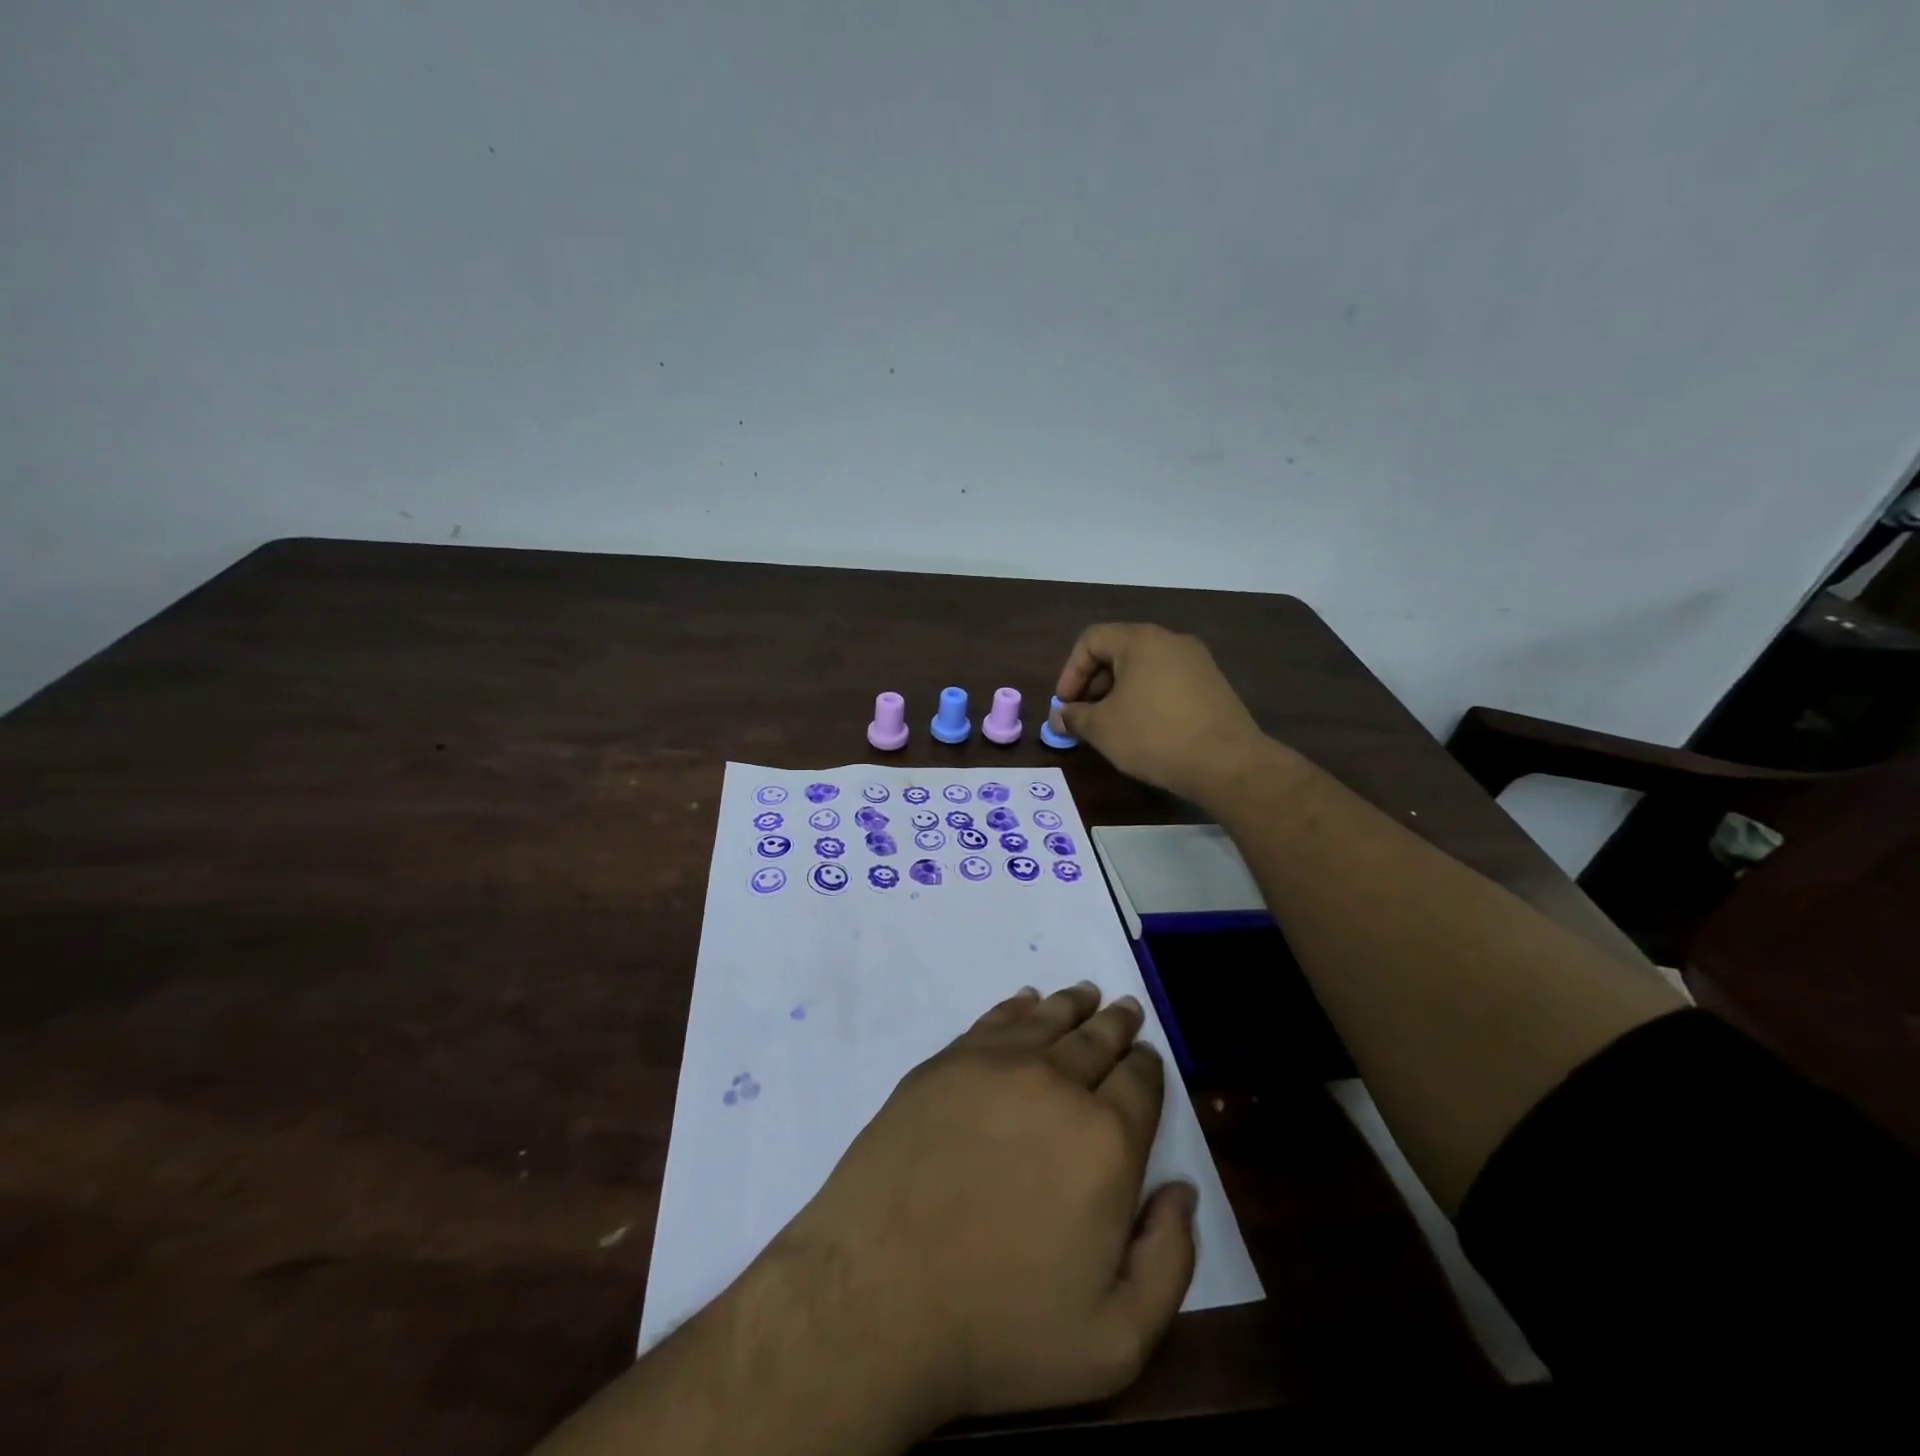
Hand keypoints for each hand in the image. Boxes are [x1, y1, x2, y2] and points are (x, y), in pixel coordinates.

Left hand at [767, 983, 1196, 1425]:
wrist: (877, 1294)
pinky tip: (1026, 1002)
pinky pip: (995, 1020)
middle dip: (1117, 1024)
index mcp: (1106, 1140)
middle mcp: (1056, 1084)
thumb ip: (1169, 1262)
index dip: (1147, 1066)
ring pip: (1048, 1019)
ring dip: (1073, 1005)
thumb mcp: (1114, 1340)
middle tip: (1126, 1008)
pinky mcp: (945, 1062)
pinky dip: (1019, 1007)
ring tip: (1086, 993)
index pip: (1140, 1082)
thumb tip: (1182, 1191)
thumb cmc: (1000, 1326)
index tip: (1147, 1058)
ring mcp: (994, 1065)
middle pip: (1096, 1039)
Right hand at [1052, 623, 1270, 802]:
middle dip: (1093, 683)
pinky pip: (1167, 681)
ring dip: (1119, 691)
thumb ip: (1074, 717)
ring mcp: (1197, 661)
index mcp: (1140, 640)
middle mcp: (1170, 640)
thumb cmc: (1154, 736)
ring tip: (1111, 725)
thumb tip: (1059, 717)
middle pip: (1119, 650)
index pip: (1091, 640)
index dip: (1070, 672)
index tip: (1064, 705)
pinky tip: (1143, 728)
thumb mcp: (1103, 728)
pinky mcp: (1213, 684)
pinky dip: (1146, 697)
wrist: (1227, 763)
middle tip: (1083, 716)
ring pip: (1144, 667)